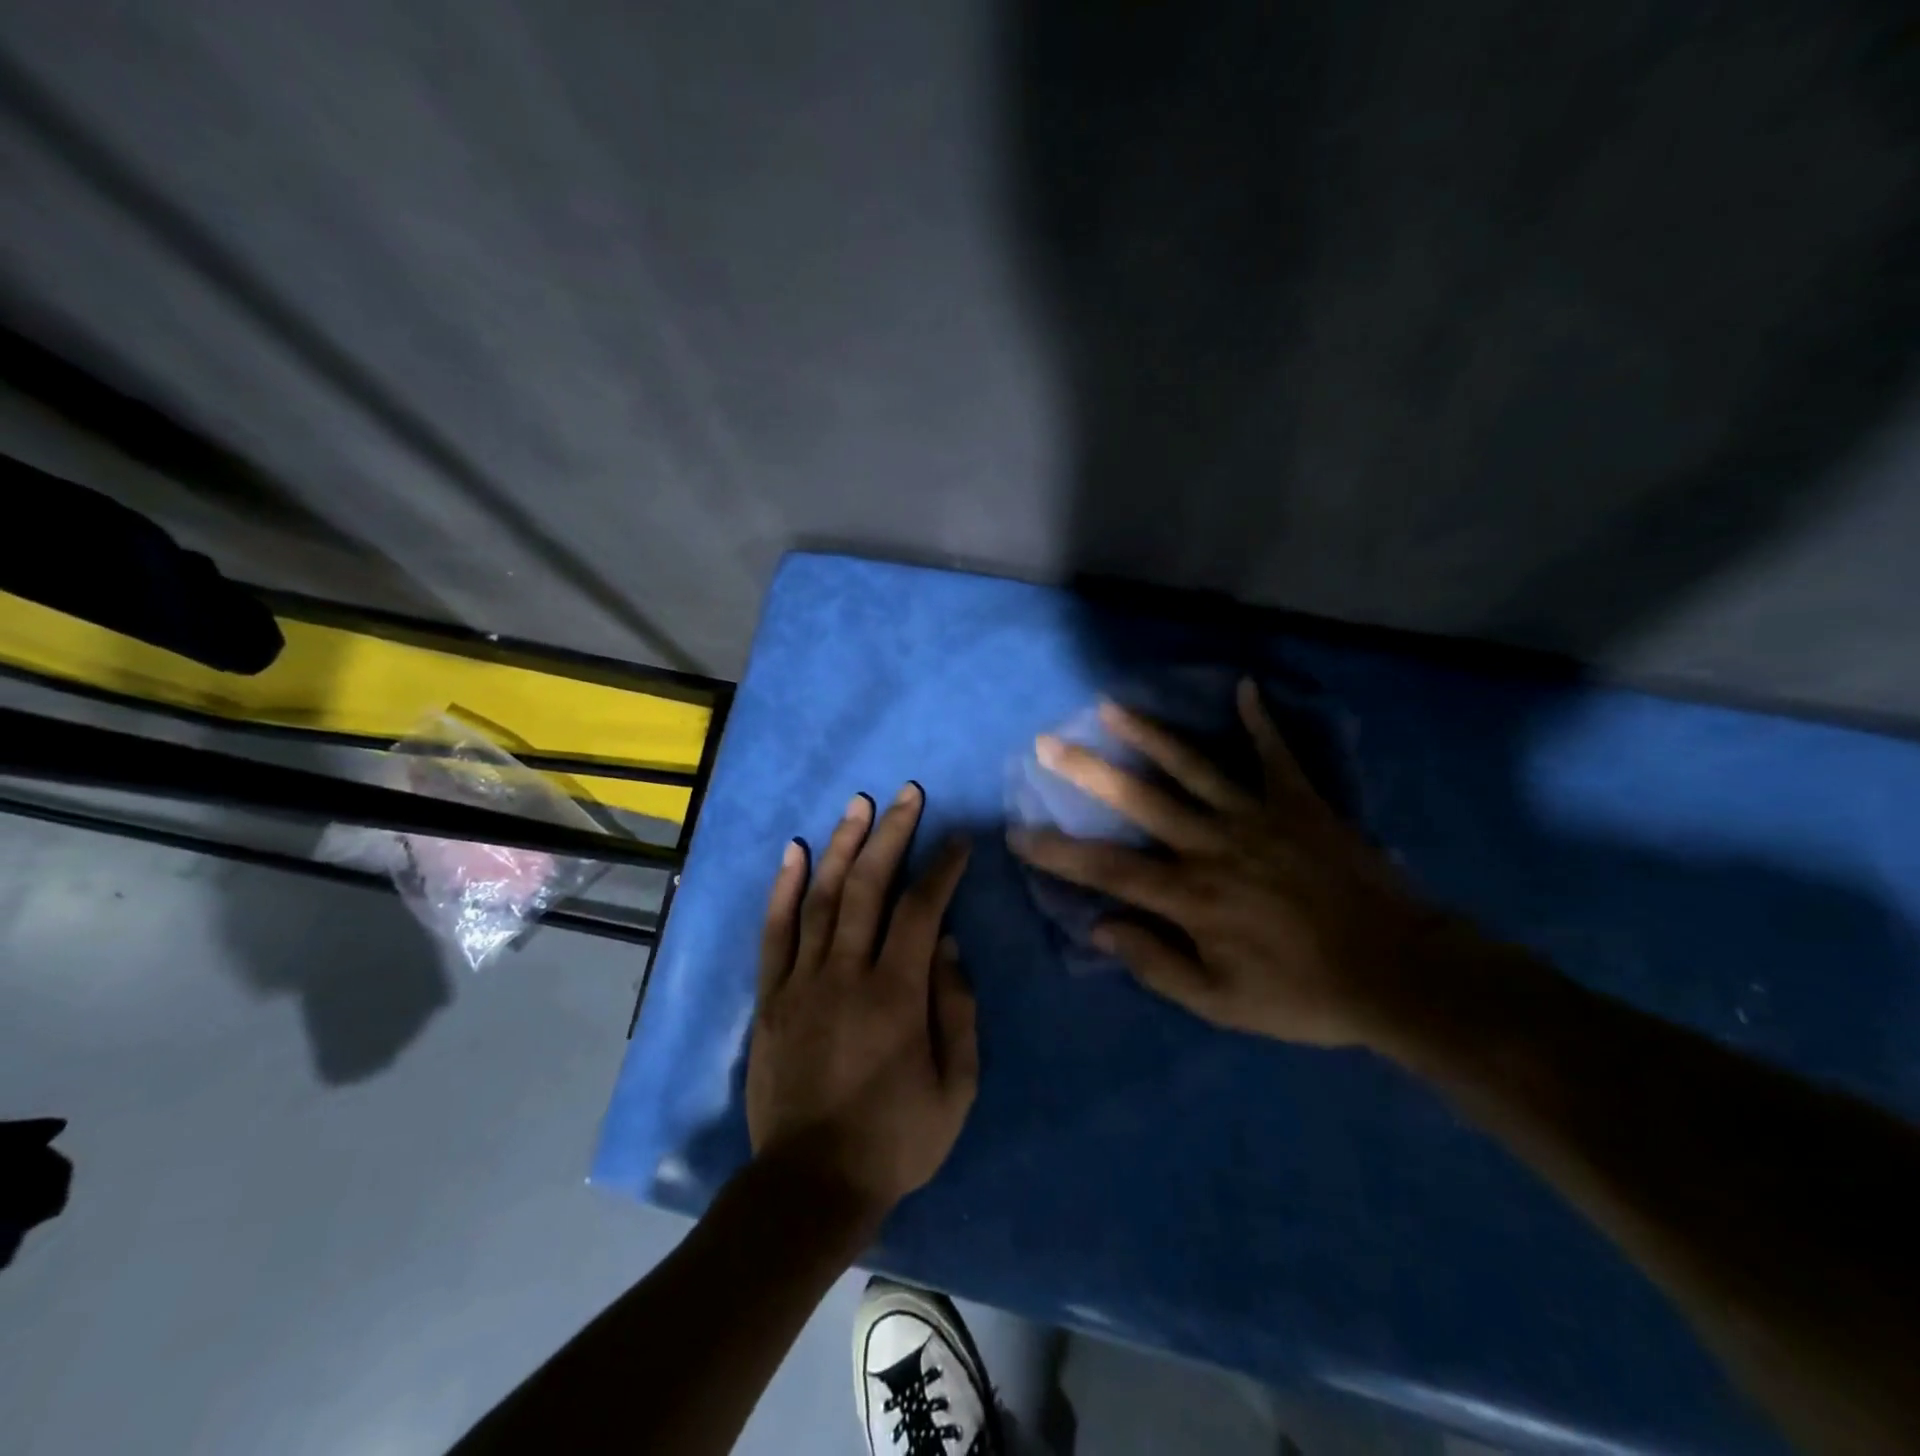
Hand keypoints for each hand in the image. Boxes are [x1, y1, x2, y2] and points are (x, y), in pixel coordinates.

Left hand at [747, 784, 977, 1223]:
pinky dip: (783, 887)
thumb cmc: (894, 1141)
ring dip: (842, 845)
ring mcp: (801, 981)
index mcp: (896, 994)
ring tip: (859, 804)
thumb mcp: (955, 1090)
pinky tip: (794, 850)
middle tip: (908, 795)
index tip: (958, 841)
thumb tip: (951, 947)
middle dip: (892, 834)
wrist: (809, 1186)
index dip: (942, 868)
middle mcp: (846, 973)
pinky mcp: (771, 996)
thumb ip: (958, 1012)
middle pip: (868, 886)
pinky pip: (775, 931)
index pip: (922, 910)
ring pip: (821, 896)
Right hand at [1008, 680, 1451, 1048]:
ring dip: (1149, 734)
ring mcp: (1257, 817)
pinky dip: (1261, 722)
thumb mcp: (1221, 1003)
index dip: (1058, 851)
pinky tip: (1244, 687)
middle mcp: (1212, 844)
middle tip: (1046, 743)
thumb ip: (1156, 964)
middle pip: (1138, 800)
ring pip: (1192, 767)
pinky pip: (1276, 755)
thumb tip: (1101, 929)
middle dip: (1086, 770)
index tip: (1018, 832)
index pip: (1107, 868)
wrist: (1400, 973)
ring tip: (1111, 705)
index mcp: (1190, 895)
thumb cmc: (1303, 994)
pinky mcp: (1300, 804)